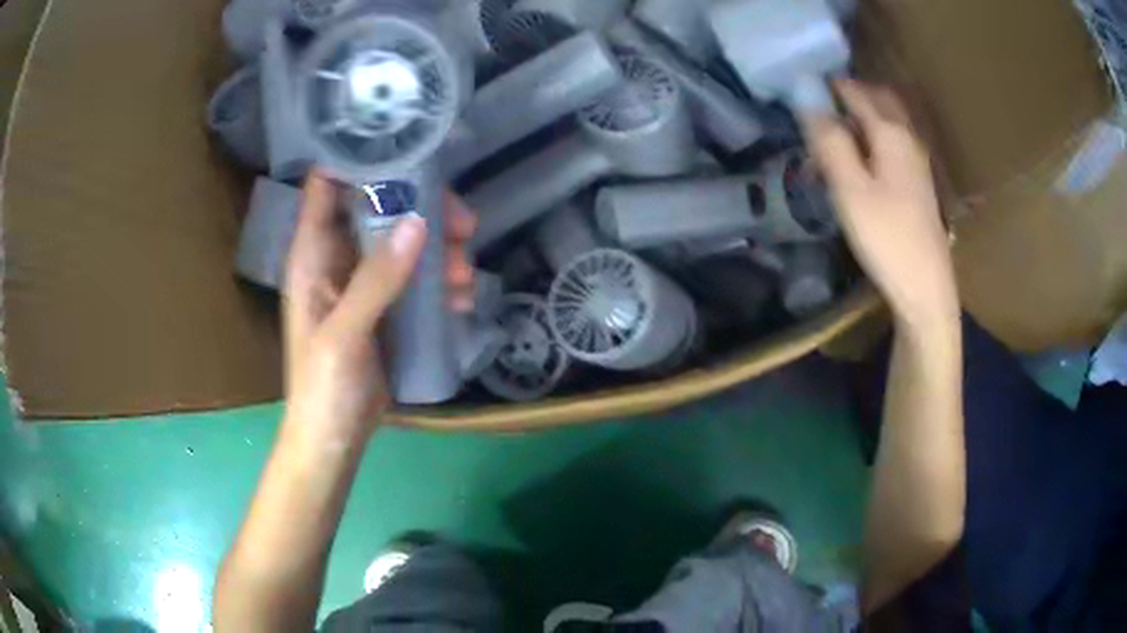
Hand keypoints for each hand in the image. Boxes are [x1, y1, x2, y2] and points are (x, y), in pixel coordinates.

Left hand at [283, 173, 476, 444]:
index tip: (406, 147)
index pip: (328, 186)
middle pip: (378, 208)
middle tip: (463, 223)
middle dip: (420, 208)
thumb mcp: (345, 334)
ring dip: (437, 250)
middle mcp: (336, 258)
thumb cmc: (323, 387)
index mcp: (312, 255)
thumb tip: (418, 222)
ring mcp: (363, 281)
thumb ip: (376, 280)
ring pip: (403, 242)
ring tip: (464, 275)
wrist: (334, 438)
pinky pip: (414, 276)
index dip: (358, 158)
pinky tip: (461, 300)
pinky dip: (438, 281)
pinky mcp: (385, 306)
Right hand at [803, 80, 957, 331]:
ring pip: (888, 122)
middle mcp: (908, 139)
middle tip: (820, 98)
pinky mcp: (918, 184)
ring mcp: (917, 162)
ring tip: (834, 127)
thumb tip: (807, 100)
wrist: (926, 289)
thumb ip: (829, 141)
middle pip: (879, 100)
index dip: (828, 84)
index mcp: (891, 134)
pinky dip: (873, 138)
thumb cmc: (886, 238)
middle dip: (851, 92)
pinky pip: (893, 144)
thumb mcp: (850, 189)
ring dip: (863, 115)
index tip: (801, 81)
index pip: (855, 92)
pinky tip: (860, 158)